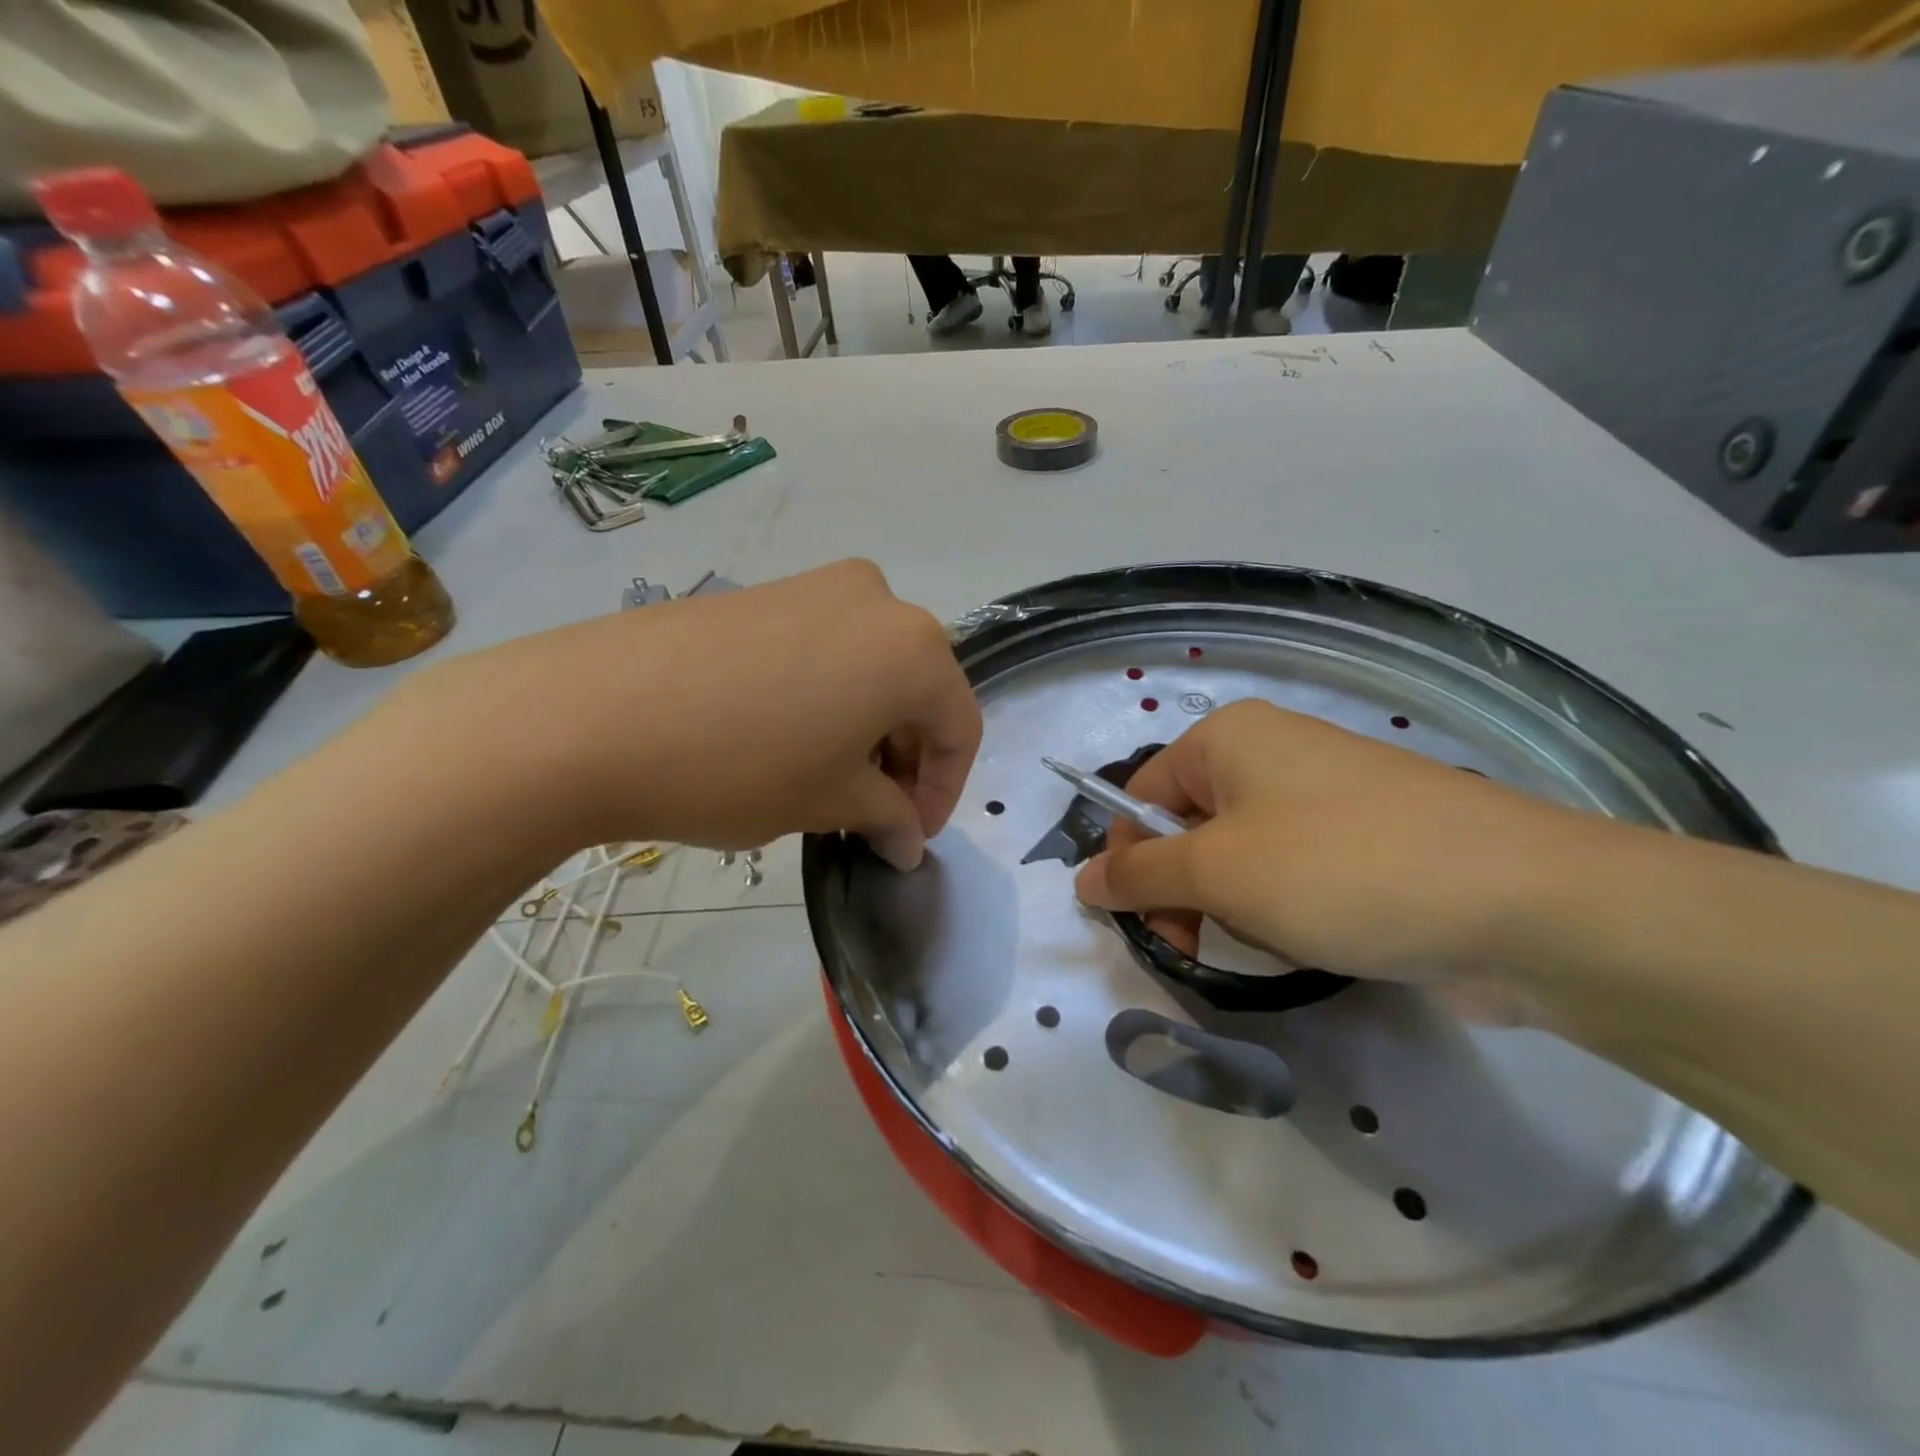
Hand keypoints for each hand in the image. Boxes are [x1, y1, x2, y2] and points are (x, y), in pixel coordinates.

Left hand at [401, 560, 981, 867]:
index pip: (959, 727)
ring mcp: (817, 585)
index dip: (944, 791)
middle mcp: (879, 600)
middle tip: (873, 814)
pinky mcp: (766, 591)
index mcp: (914, 648)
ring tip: (829, 781)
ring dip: (867, 728)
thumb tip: (908, 841)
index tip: (910, 838)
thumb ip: (887, 817)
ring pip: (872, 668)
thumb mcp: (828, 801)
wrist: (588, 714)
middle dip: (905, 759)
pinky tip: (790, 739)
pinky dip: (830, 697)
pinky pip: (826, 649)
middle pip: (918, 690)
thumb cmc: (738, 765)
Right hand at [1072, 700, 1603, 992]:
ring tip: (1281, 938)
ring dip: (1241, 908)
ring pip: (1243, 858)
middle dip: (1189, 892)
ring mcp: (1327, 795)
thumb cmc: (1340, 870)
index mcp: (1228, 739)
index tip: (1150, 925)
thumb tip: (1082, 878)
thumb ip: (1139, 874)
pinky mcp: (1370, 839)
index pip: (1141, 796)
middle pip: (1190, 827)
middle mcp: (1273, 752)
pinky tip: (1321, 939)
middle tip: (1201, 946)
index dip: (1132, 861)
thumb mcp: (1218, 871)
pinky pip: (1296, 872)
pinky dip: (1289, 911)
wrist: (1525, 904)